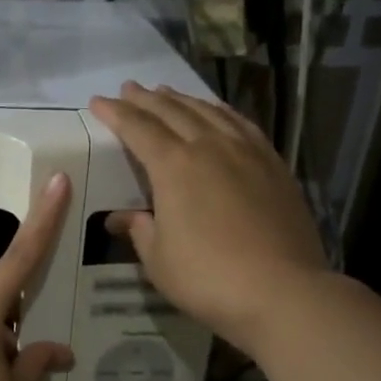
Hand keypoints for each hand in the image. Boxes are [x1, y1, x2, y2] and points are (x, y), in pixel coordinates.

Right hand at [88, 83, 330, 358]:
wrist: (282, 291)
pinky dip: (222, 112)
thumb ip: (140, 230)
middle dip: (146, 99)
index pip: (138, 129)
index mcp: (174, 167)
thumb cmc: (207, 278)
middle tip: (129, 88)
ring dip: (183, 99)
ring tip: (167, 92)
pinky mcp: (274, 165)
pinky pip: (242, 125)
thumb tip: (122, 217)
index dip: (116, 113)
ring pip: (209, 112)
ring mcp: (247, 153)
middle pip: (173, 112)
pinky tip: (218, 113)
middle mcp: (210, 147)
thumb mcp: (158, 260)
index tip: (98, 101)